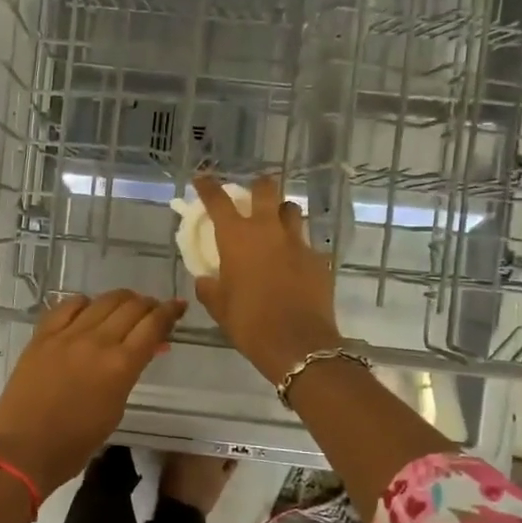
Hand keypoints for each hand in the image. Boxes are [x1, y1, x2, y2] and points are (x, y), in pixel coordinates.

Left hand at [0, 290, 185, 499]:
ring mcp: (66, 335)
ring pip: (102, 301)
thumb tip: (143, 351)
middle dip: (148, 304)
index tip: (178, 307)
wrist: (23, 449)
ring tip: (126, 306)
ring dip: (120, 300)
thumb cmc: (75, 443)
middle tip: (153, 310)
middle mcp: (96, 342)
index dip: (169, 312)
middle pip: (131, 307)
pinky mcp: (42, 336)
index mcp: (120, 365)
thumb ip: (129, 374)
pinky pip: (67, 306)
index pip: (153, 325)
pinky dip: (84, 303)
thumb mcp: (115, 409)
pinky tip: (88, 309)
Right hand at [192, 173, 342, 384]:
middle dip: (257, 187)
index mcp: (237, 237)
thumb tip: (206, 279)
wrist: (298, 344)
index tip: (202, 179)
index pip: (218, 201)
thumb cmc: (249, 323)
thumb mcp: (218, 307)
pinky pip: (306, 244)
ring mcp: (298, 242)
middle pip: (266, 190)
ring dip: (281, 212)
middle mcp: (268, 230)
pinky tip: (294, 264)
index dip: (208, 187)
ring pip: (292, 210)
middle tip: (252, 195)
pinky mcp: (319, 259)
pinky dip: (297, 248)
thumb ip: (209, 287)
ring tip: (276, 224)